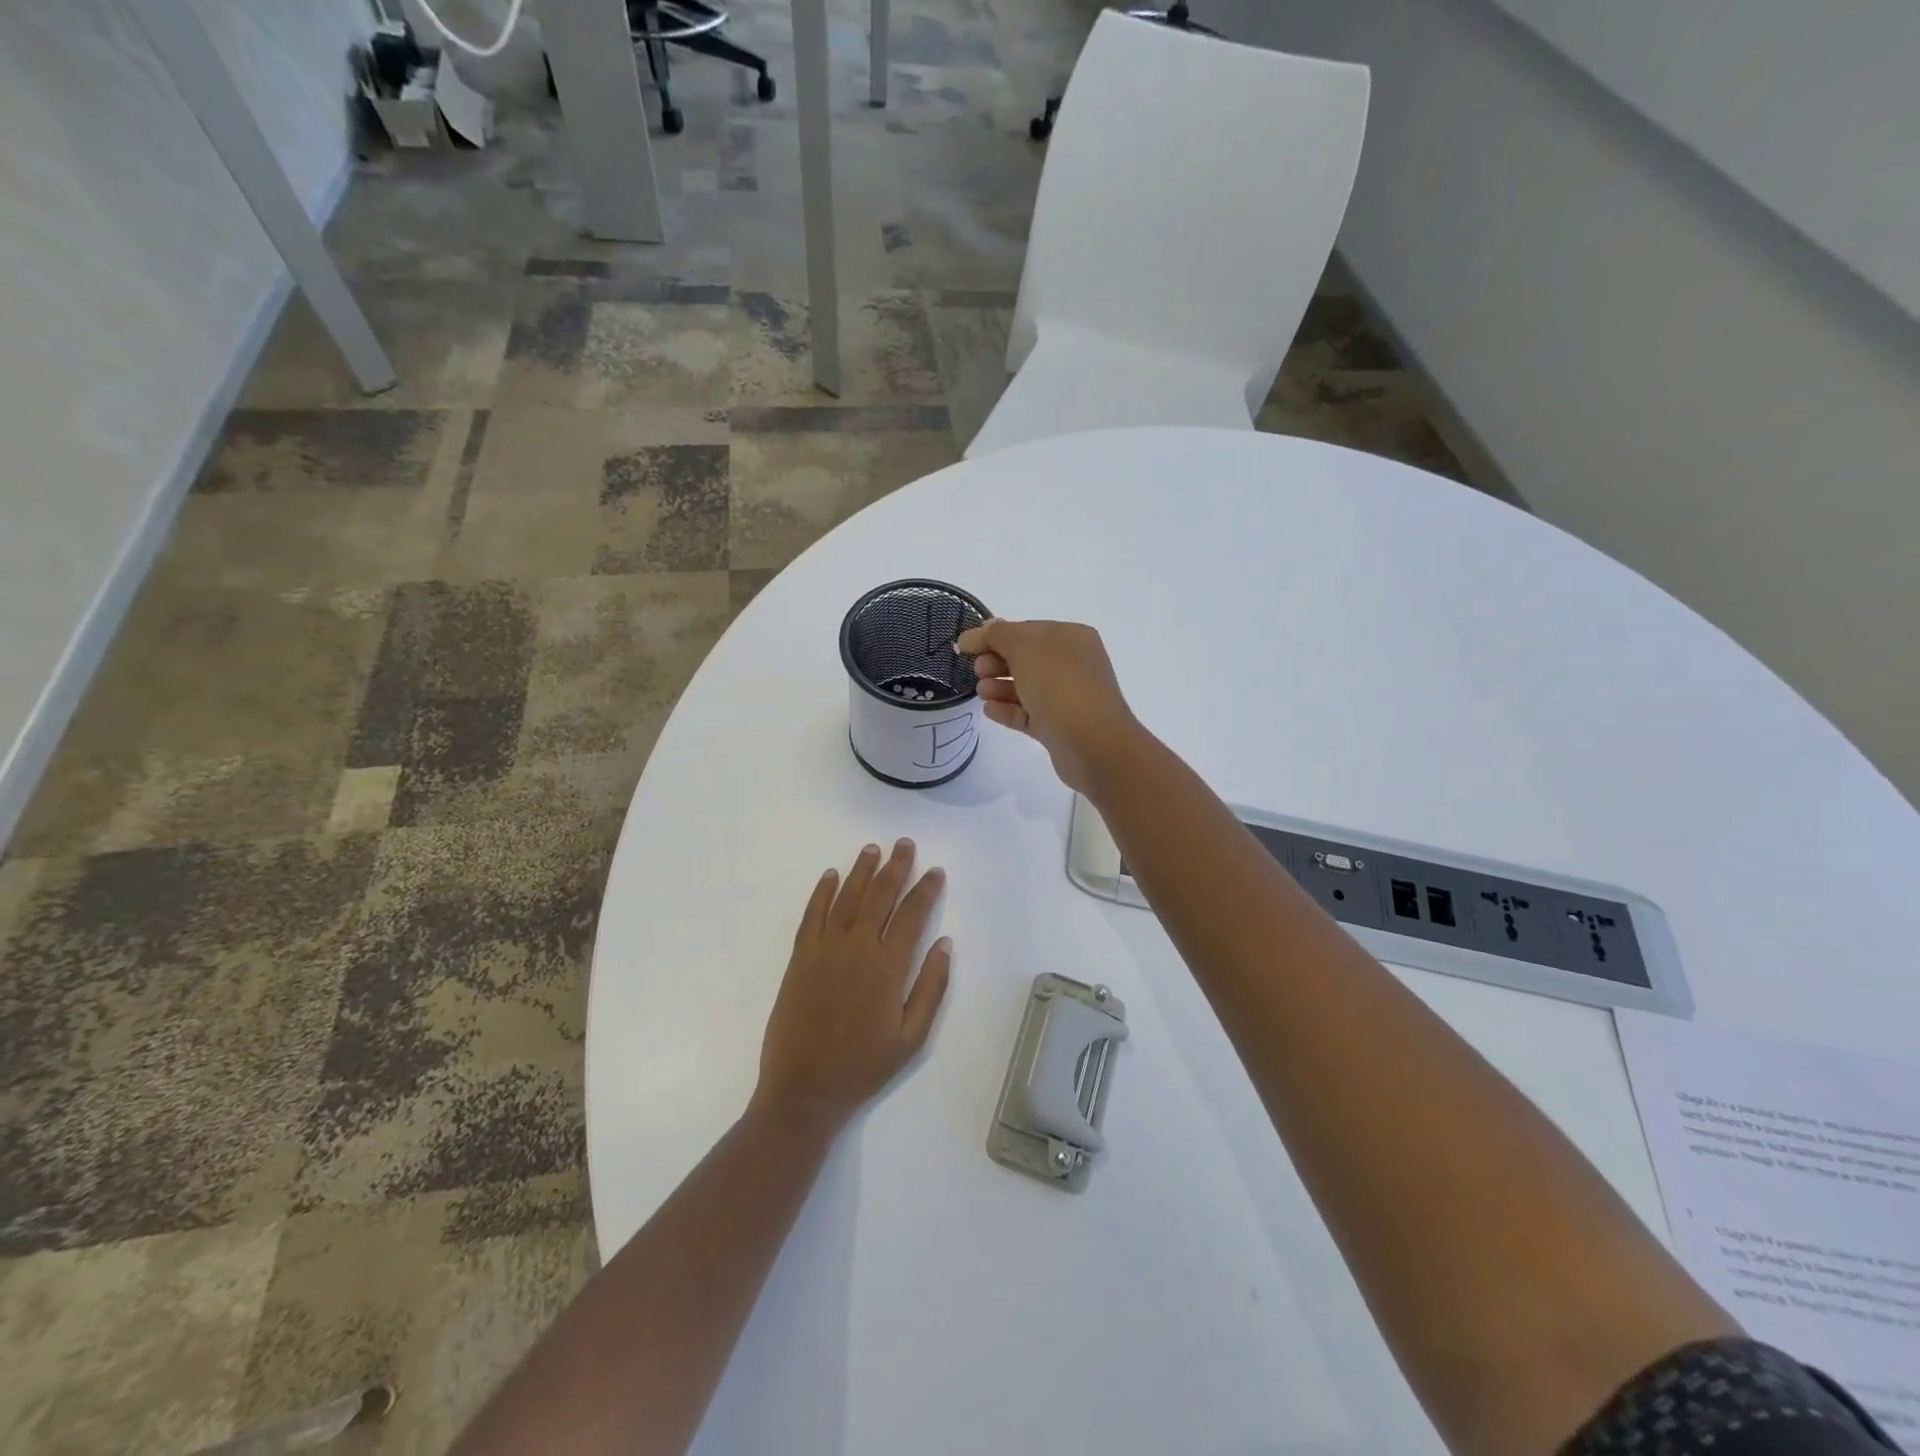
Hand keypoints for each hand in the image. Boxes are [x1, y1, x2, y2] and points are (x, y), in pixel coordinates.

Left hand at [753, 840, 951, 1134]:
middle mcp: (857, 947)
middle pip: (880, 896)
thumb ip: (931, 987)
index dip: (926, 890)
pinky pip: (812, 914)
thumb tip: (945, 943)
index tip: (936, 871)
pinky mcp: (800, 957)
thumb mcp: (912, 1037)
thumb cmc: (863, 1066)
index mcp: (887, 966)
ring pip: (847, 897)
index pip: (912, 915)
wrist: (804, 1089)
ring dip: (861, 870)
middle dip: (896, 867)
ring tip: (873, 849)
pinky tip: (830, 875)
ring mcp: (824, 949)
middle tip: (905, 844)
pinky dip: (822, 891)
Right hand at [956, 618, 1142, 794]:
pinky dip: (1008, 710)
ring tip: (981, 692)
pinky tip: (988, 710)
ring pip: (1026, 687)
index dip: (994, 636)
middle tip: (977, 671)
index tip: (965, 646)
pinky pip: (1029, 713)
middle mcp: (1072, 664)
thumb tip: (983, 629)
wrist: (1092, 743)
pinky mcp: (1059, 727)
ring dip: (999, 687)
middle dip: (996, 662)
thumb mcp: (1024, 648)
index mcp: (1070, 637)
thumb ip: (998, 635)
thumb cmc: (1059, 685)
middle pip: (1025, 659)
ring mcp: (1067, 697)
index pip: (1026, 630)